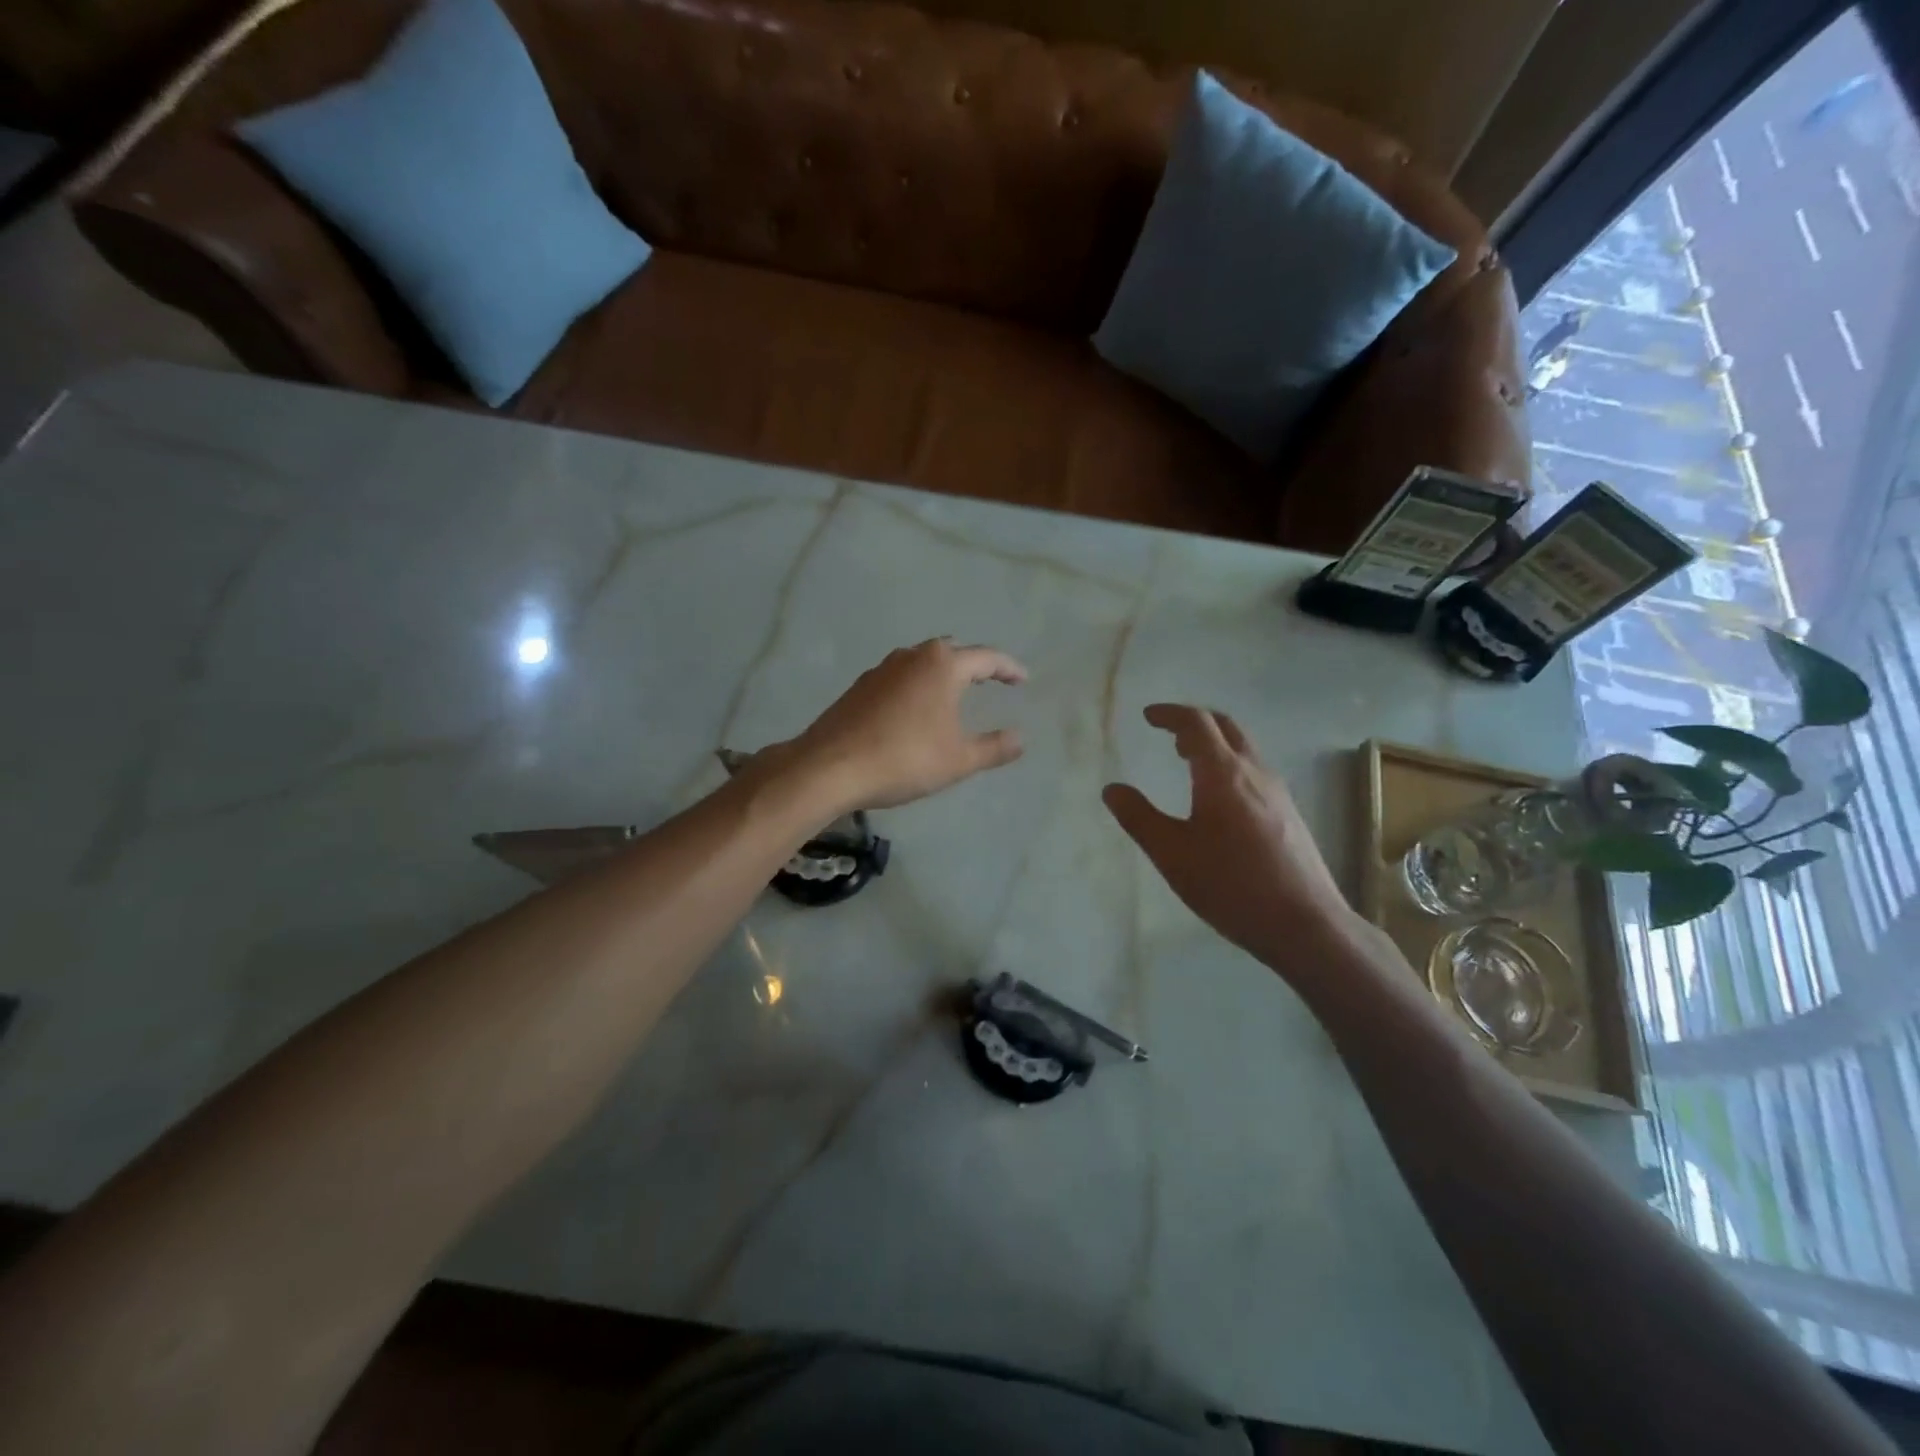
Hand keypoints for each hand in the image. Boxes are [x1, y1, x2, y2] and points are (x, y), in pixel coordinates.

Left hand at [789, 639, 1027, 811]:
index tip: (1023, 679)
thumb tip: (1020, 738)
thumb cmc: (904, 759)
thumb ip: (993, 747)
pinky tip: (914, 711)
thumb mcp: (958, 760)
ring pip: (921, 662)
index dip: (1009, 669)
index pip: (986, 658)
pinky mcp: (860, 687)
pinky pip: (899, 678)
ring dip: (941, 674)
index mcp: (942, 665)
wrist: (830, 767)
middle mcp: (912, 657)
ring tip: (954, 694)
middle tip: (990, 681)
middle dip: (973, 664)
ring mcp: (881, 669)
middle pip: (951, 651)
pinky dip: (916, 687)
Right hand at [1103, 705, 1354, 976]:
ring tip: (1188, 760)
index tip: (1148, 716)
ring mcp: (1278, 793)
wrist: (1305, 924)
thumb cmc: (1231, 885)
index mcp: (1223, 774)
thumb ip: (1139, 818)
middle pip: (1226, 727)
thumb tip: (1112, 789)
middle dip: (1195, 721)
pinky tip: (1219, 798)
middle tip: (1169, 732)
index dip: (1170, 714)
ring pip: (1244, 749)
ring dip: (1214, 744)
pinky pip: (1254, 771)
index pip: (1197, 723)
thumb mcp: (1172, 854)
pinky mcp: (1289, 815)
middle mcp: (1255, 773)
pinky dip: (1229, 765)